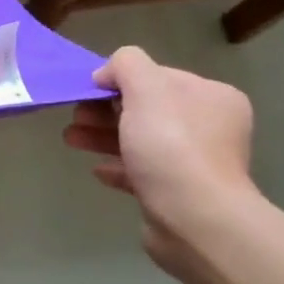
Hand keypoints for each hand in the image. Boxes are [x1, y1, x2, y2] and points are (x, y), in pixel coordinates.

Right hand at [63, 46, 257, 277]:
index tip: (88, 90)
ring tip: (72, 140)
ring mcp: (196, 163)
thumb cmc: (171, 145)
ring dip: (103, 136)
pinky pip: (142, 173)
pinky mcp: (178, 194)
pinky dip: (118, 167)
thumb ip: (126, 65)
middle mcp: (210, 127)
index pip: (158, 76)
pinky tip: (98, 170)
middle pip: (146, 109)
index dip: (120, 80)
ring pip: (140, 141)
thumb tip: (108, 73)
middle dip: (105, 110)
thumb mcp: (145, 88)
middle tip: (76, 116)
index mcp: (211, 97)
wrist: (194, 218)